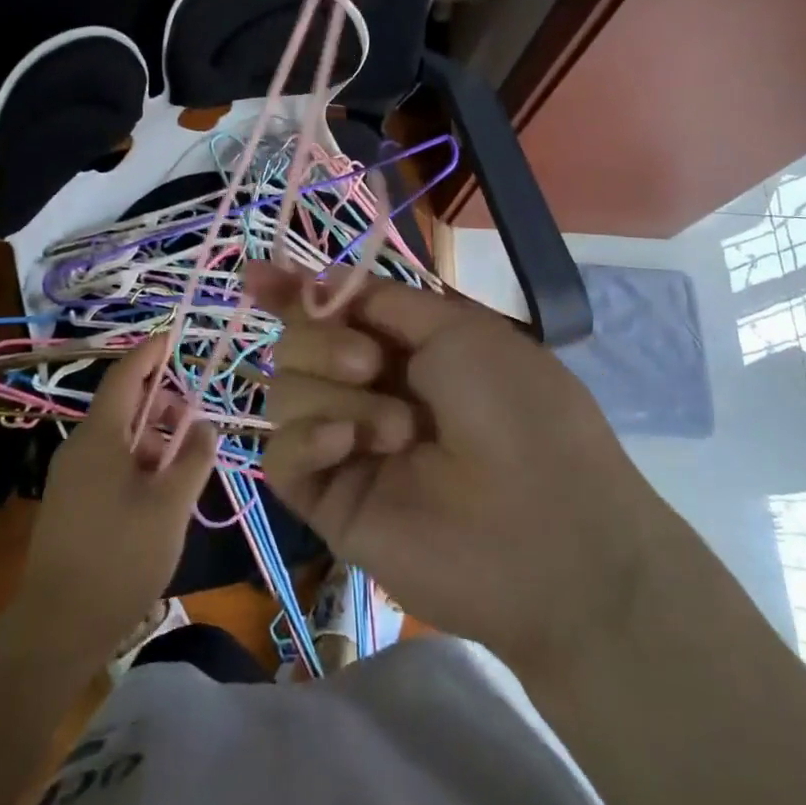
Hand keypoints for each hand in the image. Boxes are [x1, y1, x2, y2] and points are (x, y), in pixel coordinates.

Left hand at [13, 340, 218, 661]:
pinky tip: (160, 493)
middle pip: (123, 406)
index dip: (151, 353)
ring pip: (118, 438)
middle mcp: (79, 447)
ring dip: (153, 438)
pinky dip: (138, 462)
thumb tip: (203, 425)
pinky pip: (108, 463)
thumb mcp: (171, 504)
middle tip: (194, 424)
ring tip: (183, 466)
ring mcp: (71, 477)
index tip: (175, 337)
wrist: (57, 629)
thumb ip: (193, 457)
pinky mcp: (71, 503)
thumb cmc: (120, 557)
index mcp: (99, 437)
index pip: (125, 376)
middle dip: (161, 404)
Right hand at [251, 261, 662, 670]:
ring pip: (285, 393)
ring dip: (333, 394)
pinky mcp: (331, 504)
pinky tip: (348, 444)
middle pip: (296, 346)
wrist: (550, 528)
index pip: (329, 312)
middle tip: (369, 363)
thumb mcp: (458, 329)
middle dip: (323, 342)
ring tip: (397, 429)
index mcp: (403, 349)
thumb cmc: (517, 410)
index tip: (256, 276)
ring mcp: (348, 448)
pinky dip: (308, 439)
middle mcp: (368, 391)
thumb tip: (319, 278)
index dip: (291, 291)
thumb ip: (381, 300)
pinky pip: (282, 457)